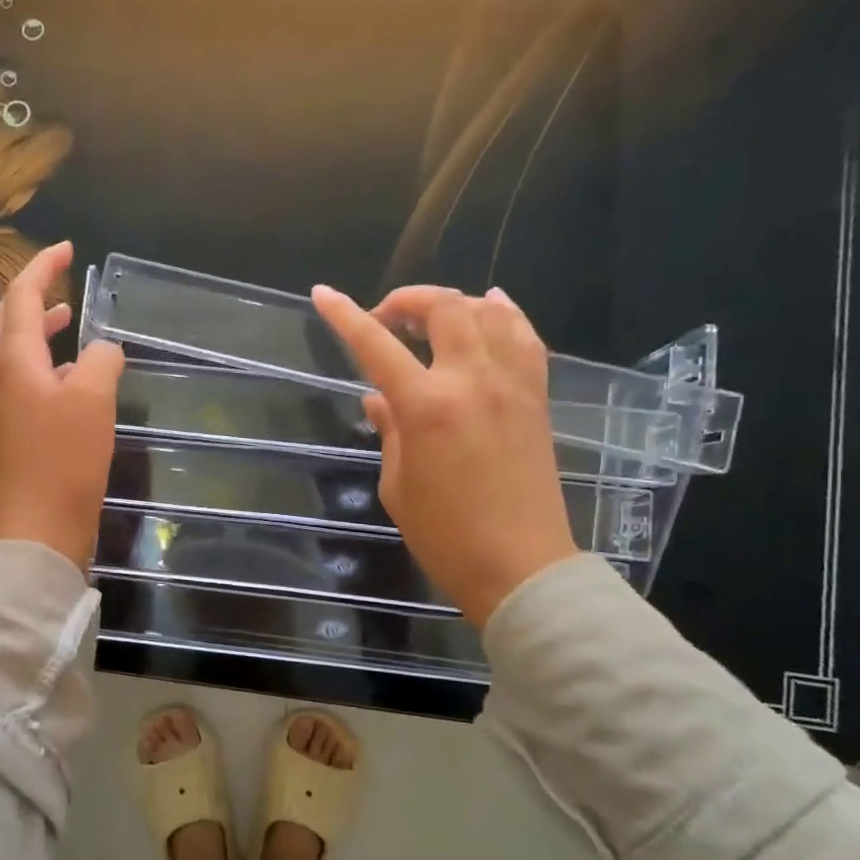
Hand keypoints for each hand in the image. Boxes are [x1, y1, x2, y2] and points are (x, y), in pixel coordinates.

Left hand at [0, 241, 124, 568]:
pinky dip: (53, 361)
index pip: (20, 296)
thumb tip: (104, 350)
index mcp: (16, 360)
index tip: (67, 248)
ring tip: (68, 316)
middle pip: (9, 319)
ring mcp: (13, 404)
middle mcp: (7, 376)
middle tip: (60, 277)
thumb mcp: (93, 398)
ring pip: (21, 350)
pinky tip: (78, 372)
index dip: (41, 267)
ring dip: (41, 326)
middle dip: (32, 291)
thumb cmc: (65, 456)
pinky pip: (35, 379)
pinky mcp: (26, 428)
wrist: (43, 521)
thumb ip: (101, 359)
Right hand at [312, 283, 577, 628]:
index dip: (345, 316)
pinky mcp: (537, 396)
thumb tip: (378, 398)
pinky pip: (524, 336)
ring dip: (453, 303)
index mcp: (427, 406)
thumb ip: (389, 431)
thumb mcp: (398, 485)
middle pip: (443, 308)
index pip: (376, 346)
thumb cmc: (445, 536)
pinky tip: (491, 306)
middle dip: (407, 300)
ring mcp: (511, 384)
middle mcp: (473, 380)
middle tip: (386, 318)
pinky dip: (504, 313)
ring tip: (431, 316)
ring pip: (488, 311)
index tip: (323, 294)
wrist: (521, 566)